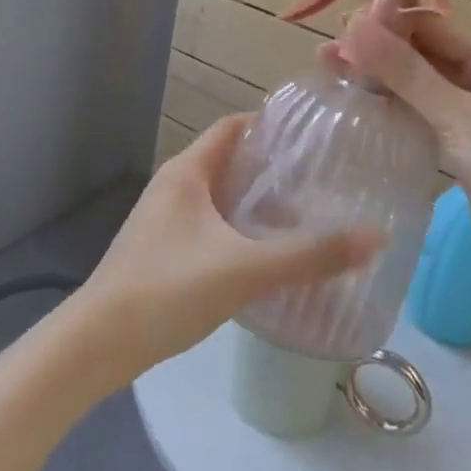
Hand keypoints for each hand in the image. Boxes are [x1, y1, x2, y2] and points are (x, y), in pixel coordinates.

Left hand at [75, 117, 381, 383]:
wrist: (96, 345)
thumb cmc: (168, 289)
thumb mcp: (244, 269)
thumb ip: (308, 255)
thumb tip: (375, 237)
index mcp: (187, 171)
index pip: (233, 127)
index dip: (271, 125)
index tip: (313, 136)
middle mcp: (173, 186)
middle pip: (228, 160)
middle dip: (270, 167)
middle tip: (318, 178)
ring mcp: (163, 220)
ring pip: (218, 195)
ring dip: (254, 200)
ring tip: (301, 213)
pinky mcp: (161, 251)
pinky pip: (208, 225)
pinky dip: (237, 228)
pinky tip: (262, 254)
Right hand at [339, 0, 470, 281]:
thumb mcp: (460, 115)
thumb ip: (406, 73)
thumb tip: (354, 26)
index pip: (430, 28)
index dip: (385, 25)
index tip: (338, 27)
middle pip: (420, 57)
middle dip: (375, 54)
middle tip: (323, 54)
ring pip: (417, 89)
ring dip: (379, 82)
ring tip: (330, 75)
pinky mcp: (461, 149)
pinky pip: (420, 119)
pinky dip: (392, 112)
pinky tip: (358, 109)